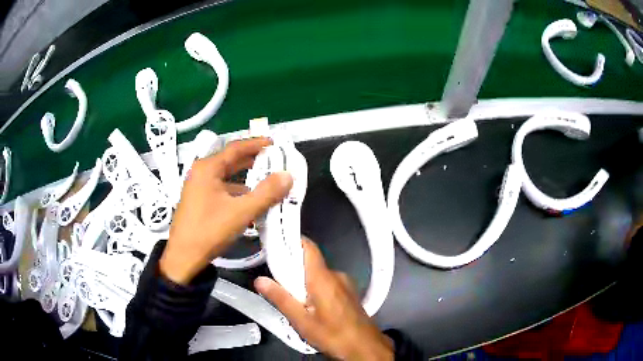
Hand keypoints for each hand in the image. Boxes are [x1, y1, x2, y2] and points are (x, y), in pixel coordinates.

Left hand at [160, 138, 292, 284]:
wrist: (183, 257)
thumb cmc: (209, 230)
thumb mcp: (241, 212)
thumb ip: (266, 193)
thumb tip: (288, 176)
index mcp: (208, 168)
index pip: (236, 148)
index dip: (256, 144)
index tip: (274, 142)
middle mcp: (201, 173)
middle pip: (230, 161)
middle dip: (252, 161)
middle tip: (274, 161)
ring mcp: (198, 187)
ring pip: (226, 178)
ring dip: (246, 181)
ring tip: (266, 184)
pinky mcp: (198, 201)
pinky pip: (221, 190)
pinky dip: (236, 194)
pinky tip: (249, 205)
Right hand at [255, 238, 393, 360]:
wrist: (365, 347)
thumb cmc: (333, 335)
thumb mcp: (301, 321)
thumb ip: (281, 298)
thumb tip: (260, 280)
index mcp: (323, 278)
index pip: (308, 247)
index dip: (291, 241)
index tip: (275, 244)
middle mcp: (336, 275)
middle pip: (310, 263)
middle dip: (292, 270)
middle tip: (277, 284)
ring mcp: (345, 284)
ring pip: (318, 275)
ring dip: (303, 283)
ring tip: (293, 301)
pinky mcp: (349, 293)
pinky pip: (328, 283)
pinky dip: (315, 289)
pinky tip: (311, 308)